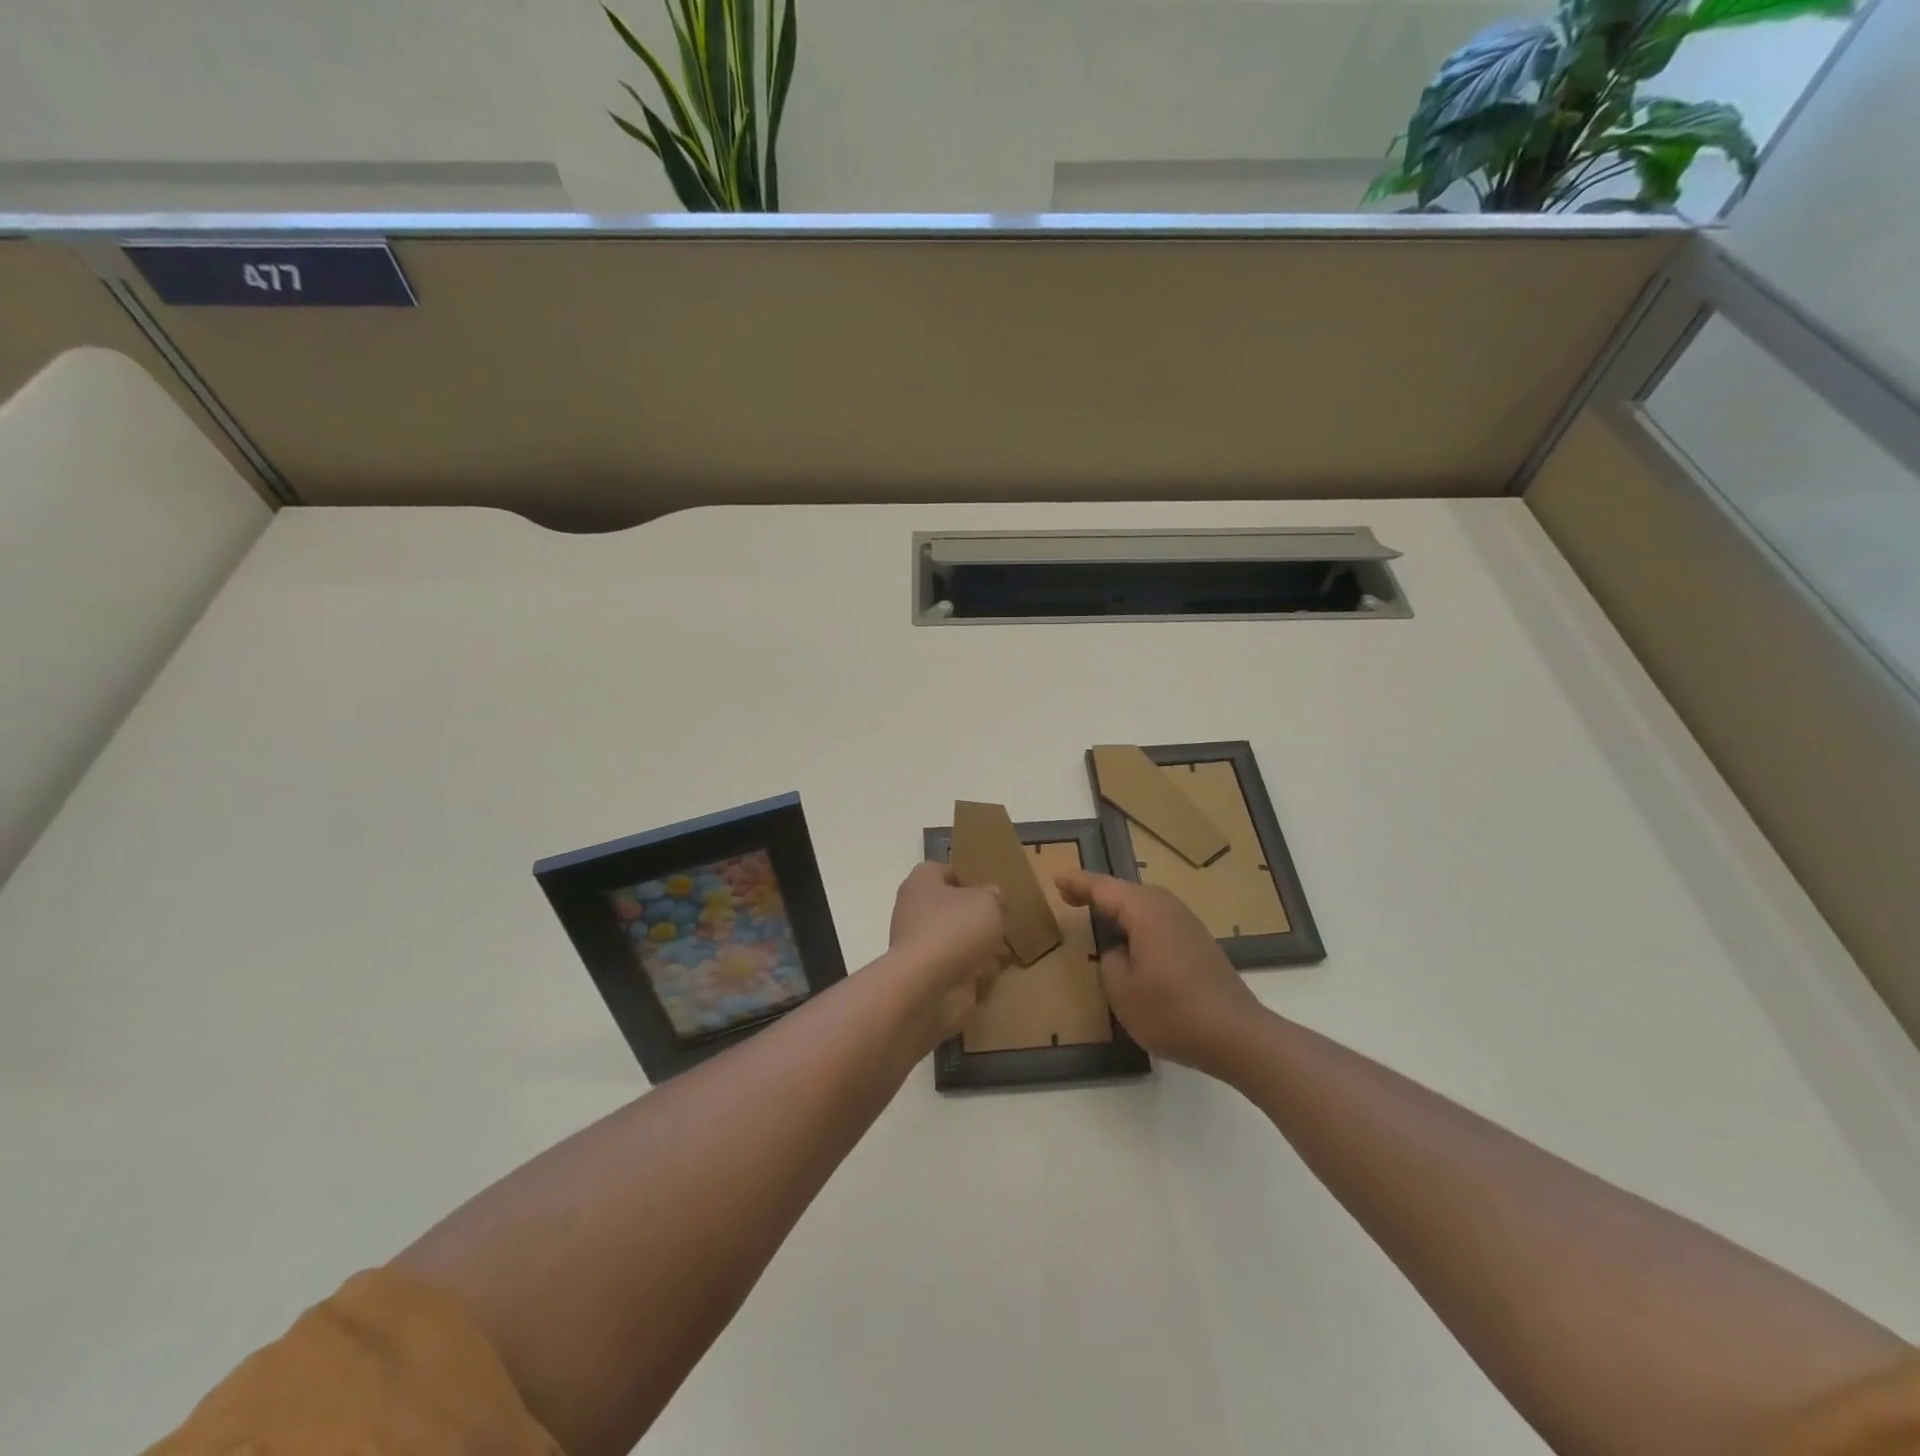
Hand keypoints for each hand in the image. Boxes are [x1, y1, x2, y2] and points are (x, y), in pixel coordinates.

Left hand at [887, 862, 1007, 1036]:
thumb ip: (994, 895)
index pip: (943, 870)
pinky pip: (953, 966)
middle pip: (949, 907)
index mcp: (922, 883)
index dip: (967, 876)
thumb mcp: (988, 901)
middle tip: (1001, 920)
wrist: (927, 987)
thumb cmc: (954, 929)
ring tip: (1004, 949)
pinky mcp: (925, 975)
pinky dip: (971, 970)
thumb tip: (993, 897)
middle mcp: (914, 910)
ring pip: (952, 938)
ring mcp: (917, 945)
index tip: (991, 889)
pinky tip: (993, 972)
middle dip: (974, 915)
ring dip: (974, 944)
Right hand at [1055, 871, 1264, 1076]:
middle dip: (1097, 892)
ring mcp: (1187, 923)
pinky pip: (1158, 920)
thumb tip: (1118, 951)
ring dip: (1119, 907)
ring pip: (1144, 904)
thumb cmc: (1172, 1011)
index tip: (1056, 879)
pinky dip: (1138, 922)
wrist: (1237, 1035)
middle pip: (1125, 891)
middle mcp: (1167, 907)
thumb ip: (1110, 961)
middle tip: (1069, 896)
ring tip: (1096, 914)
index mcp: (1145, 911)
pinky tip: (1132, 940)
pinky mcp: (1199, 942)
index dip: (1078, 883)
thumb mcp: (1122, 990)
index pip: (1103, 888)